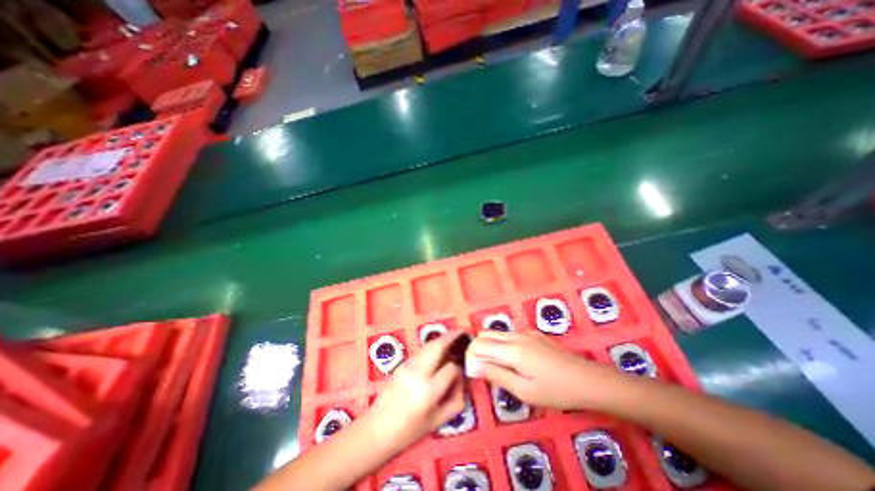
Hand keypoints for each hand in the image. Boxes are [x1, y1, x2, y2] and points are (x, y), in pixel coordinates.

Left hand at [366, 332, 467, 450]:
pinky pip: (421, 351)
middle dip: (451, 337)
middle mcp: (417, 374)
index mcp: (428, 392)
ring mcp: (407, 366)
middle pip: (437, 347)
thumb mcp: (438, 421)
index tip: (461, 371)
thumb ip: (456, 399)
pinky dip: (431, 347)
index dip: (459, 368)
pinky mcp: (401, 364)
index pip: (450, 369)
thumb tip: (463, 379)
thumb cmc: (409, 431)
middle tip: (461, 332)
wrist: (377, 429)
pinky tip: (437, 351)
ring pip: (428, 345)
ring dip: (441, 339)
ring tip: (452, 337)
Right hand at [467, 329, 625, 409]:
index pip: (480, 344)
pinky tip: (516, 363)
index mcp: (511, 350)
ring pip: (499, 334)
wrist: (588, 380)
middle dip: (479, 348)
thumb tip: (473, 365)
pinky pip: (511, 336)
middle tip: (484, 370)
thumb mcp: (524, 390)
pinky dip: (504, 346)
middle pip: (487, 334)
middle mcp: (515, 336)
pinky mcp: (535, 336)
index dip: (471, 355)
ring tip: (499, 369)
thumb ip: (496, 375)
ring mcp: (526, 334)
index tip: (473, 370)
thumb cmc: (555, 390)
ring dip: (492, 347)